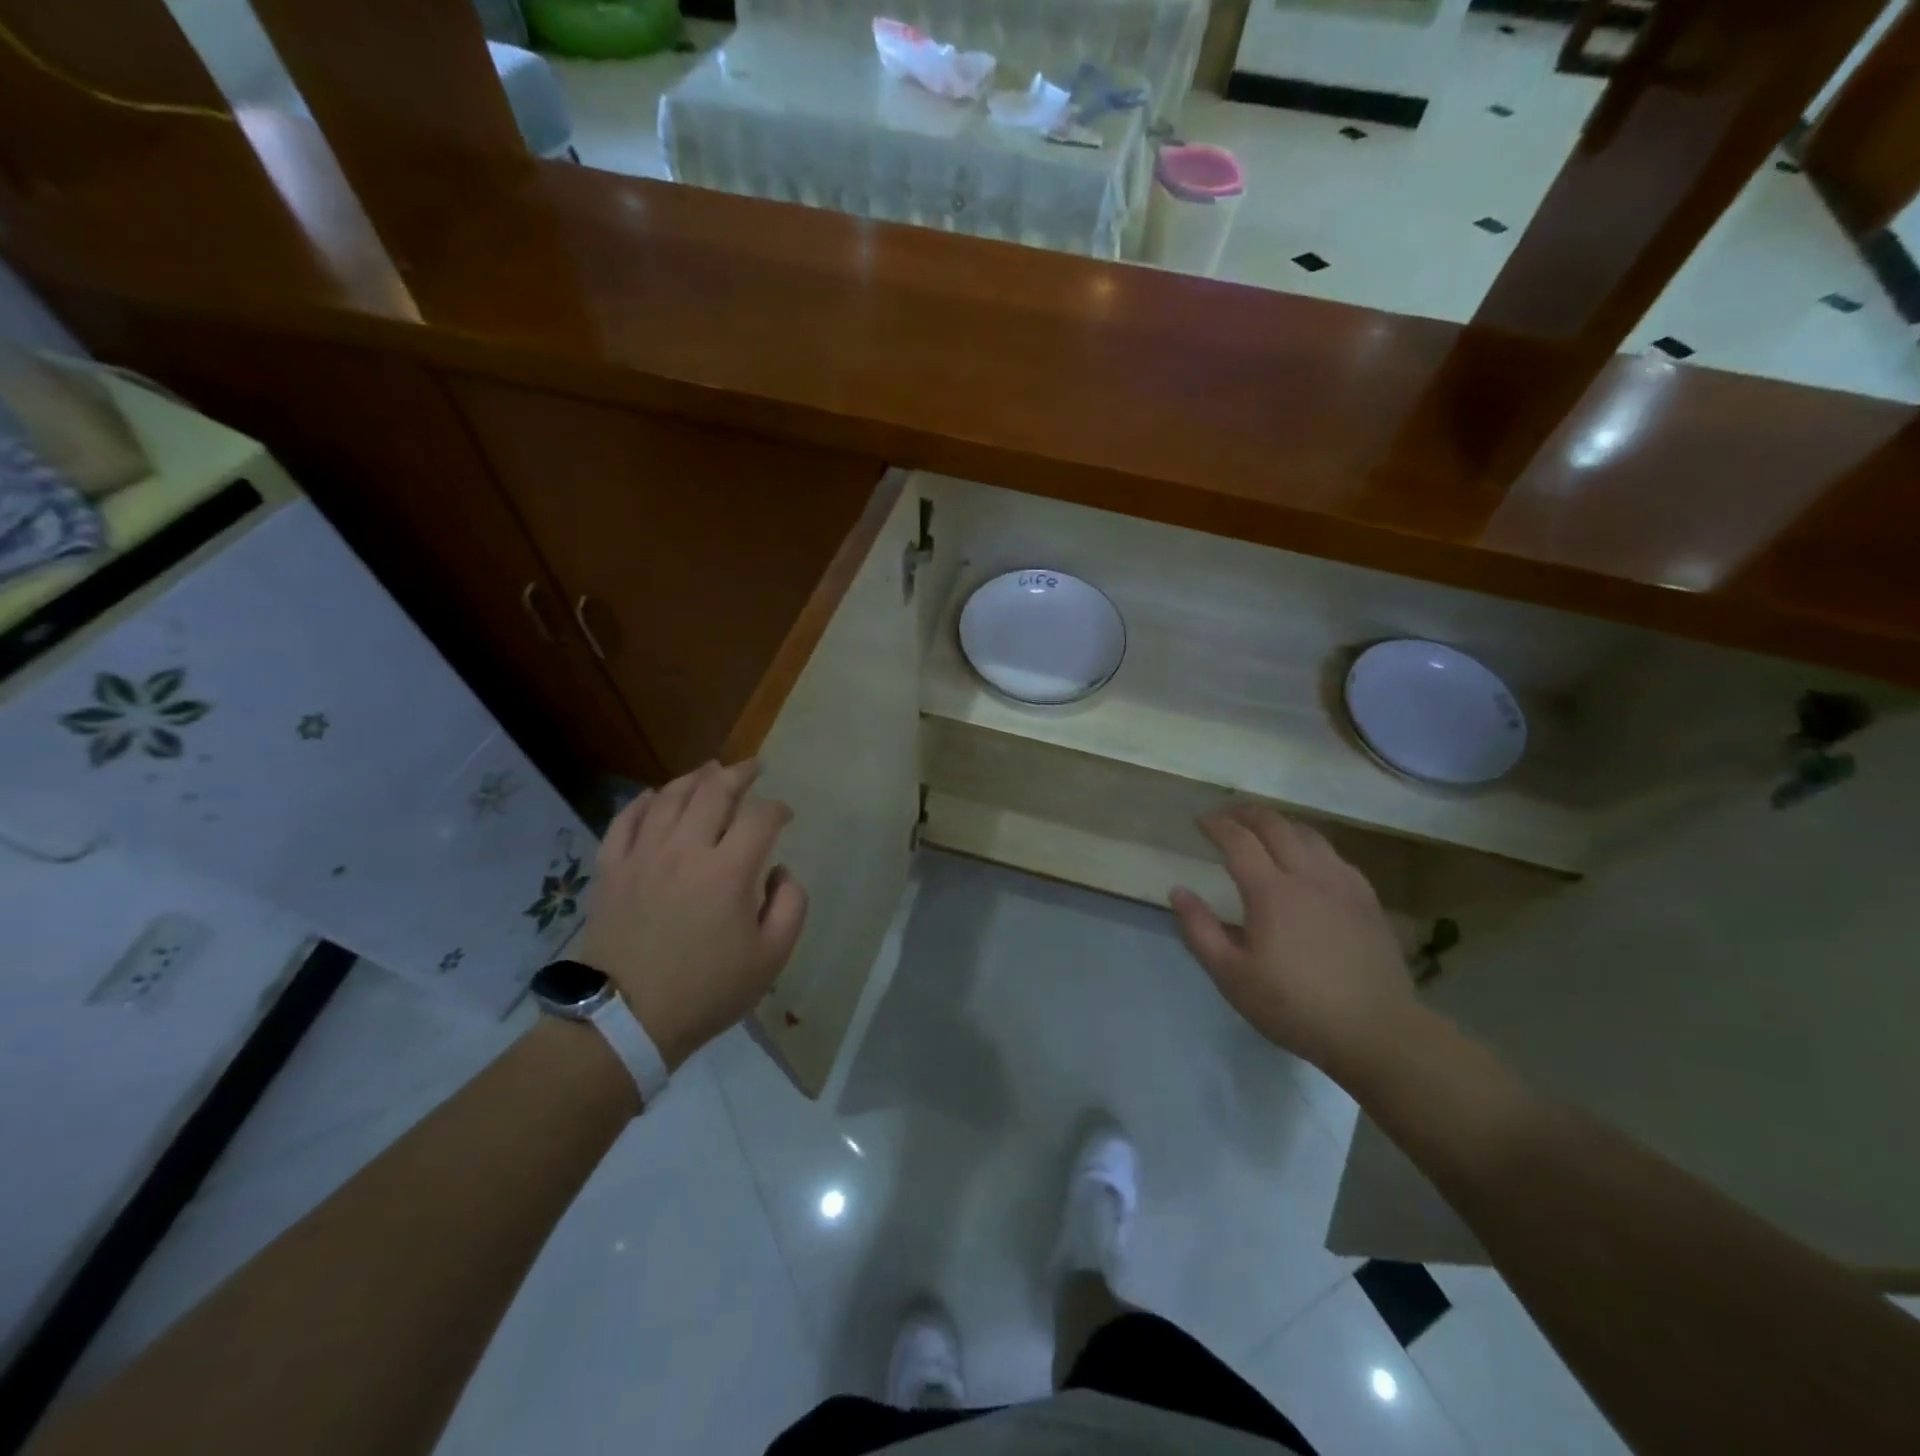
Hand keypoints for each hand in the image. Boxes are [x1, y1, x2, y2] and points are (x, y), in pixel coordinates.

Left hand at [575, 761, 806, 1069]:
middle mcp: (686, 850)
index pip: (760, 817)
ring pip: (669, 798)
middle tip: (752, 767)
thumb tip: (780, 871)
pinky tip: (654, 796)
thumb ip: (790, 905)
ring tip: (710, 770)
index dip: (777, 809)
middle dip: (739, 774)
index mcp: (728, 871)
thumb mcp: (772, 957)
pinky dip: (642, 803)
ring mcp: (643, 856)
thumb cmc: (707, 990)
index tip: (785, 815)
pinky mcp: (611, 870)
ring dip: (694, 778)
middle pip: (714, 793)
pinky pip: (625, 822)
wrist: (627, 1020)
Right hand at [1171, 805, 1416, 1076]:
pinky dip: (1309, 845)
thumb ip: (1200, 930)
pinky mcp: (1366, 898)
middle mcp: (1307, 875)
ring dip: (1279, 823)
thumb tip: (1178, 891)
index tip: (1200, 821)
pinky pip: (1333, 854)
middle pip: (1275, 825)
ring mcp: (1342, 883)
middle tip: (1226, 815)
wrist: (1375, 1031)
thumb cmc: (1294, 1006)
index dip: (1217, 825)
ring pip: (1308, 834)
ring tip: (1262, 831)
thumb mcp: (1232, 976)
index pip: (1238, 840)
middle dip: (1246, 813)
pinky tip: (1305, 861)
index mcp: (1271, 892)